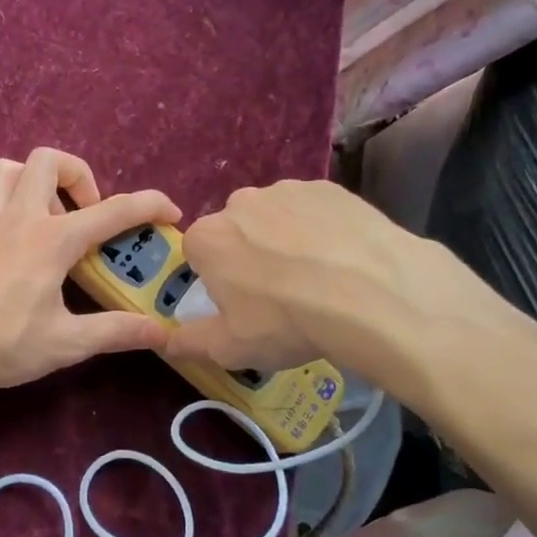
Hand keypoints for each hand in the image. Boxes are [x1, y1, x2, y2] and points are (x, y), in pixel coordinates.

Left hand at [0, 148, 181, 391]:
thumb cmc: (3, 343)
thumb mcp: (66, 343)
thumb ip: (116, 332)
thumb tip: (162, 333)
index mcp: (53, 240)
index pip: (113, 211)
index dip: (149, 205)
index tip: (170, 212)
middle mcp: (18, 217)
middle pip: (48, 161)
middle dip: (76, 176)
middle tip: (83, 214)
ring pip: (4, 169)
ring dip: (28, 182)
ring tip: (40, 217)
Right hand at [165, 179, 507, 405]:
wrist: (372, 294)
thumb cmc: (286, 322)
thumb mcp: (230, 348)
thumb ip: (189, 343)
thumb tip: (164, 342)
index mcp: (208, 238)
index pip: (198, 253)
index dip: (217, 278)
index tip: (240, 302)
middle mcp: (239, 203)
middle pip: (236, 230)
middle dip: (249, 254)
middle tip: (280, 293)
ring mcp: (287, 190)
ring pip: (276, 217)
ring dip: (286, 240)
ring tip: (319, 277)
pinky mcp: (330, 188)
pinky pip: (315, 210)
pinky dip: (322, 229)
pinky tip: (344, 258)